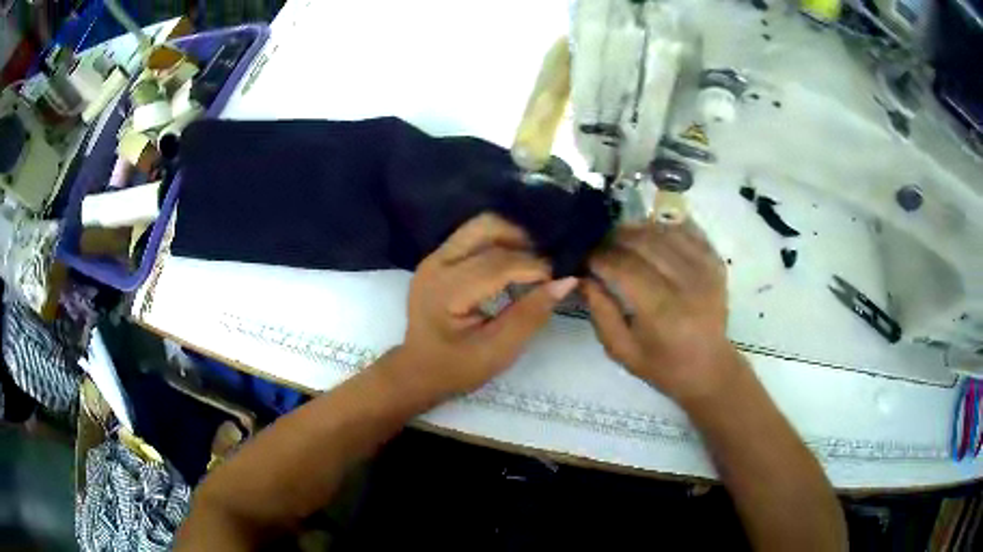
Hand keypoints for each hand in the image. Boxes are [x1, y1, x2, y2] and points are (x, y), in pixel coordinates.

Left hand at [390, 214, 577, 399]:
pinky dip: (498, 243)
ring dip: (511, 238)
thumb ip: (531, 314)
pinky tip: (512, 265)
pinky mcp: (437, 258)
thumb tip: (566, 281)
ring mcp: (434, 257)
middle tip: (545, 266)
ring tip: (531, 263)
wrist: (417, 371)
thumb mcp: (499, 351)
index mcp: (446, 290)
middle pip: (486, 228)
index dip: (534, 267)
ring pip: (479, 226)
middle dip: (522, 241)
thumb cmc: (457, 368)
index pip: (497, 263)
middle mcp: (436, 264)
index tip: (559, 278)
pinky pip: (473, 237)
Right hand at [583, 221, 738, 402]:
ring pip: (664, 231)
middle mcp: (686, 284)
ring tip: (621, 237)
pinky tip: (651, 233)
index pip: (624, 267)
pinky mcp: (715, 262)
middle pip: (644, 242)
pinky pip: (688, 230)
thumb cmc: (662, 366)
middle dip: (615, 237)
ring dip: (637, 228)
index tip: (583, 257)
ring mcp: (705, 269)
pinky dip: (665, 226)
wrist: (709, 369)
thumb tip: (583, 277)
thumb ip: (601, 313)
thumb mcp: (622, 350)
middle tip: (598, 243)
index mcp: (661, 311)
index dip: (599, 256)